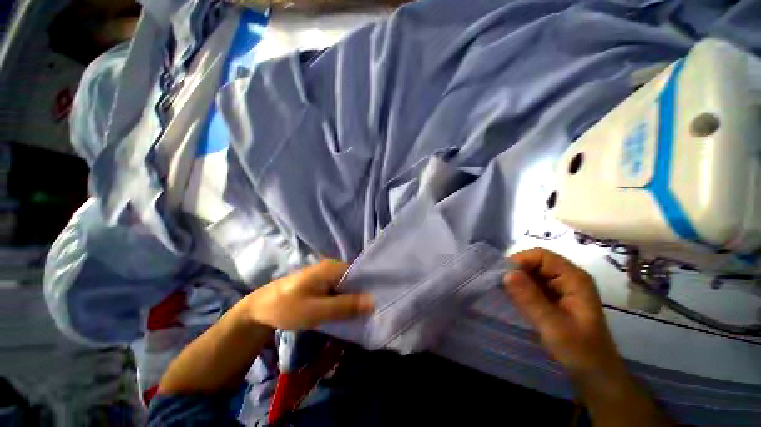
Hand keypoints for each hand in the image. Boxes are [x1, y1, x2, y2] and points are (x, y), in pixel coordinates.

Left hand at [243, 259, 374, 329]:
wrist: (260, 308)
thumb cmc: (286, 308)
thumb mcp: (316, 310)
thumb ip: (345, 306)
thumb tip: (373, 301)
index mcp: (333, 267)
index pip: (361, 273)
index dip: (372, 286)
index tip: (383, 301)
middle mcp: (333, 267)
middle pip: (356, 279)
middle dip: (364, 294)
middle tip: (375, 312)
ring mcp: (327, 275)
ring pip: (349, 286)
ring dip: (355, 299)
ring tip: (367, 314)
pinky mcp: (323, 284)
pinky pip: (340, 290)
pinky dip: (346, 300)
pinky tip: (350, 312)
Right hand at [503, 248, 622, 376]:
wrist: (596, 376)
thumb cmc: (581, 352)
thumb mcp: (554, 327)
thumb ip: (530, 299)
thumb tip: (506, 273)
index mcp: (574, 278)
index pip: (541, 256)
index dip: (520, 261)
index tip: (502, 276)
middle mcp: (567, 278)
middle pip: (535, 262)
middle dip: (516, 272)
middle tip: (499, 287)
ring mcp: (560, 288)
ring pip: (531, 274)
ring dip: (516, 281)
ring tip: (503, 294)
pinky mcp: (553, 298)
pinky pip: (532, 286)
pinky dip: (520, 290)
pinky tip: (512, 300)